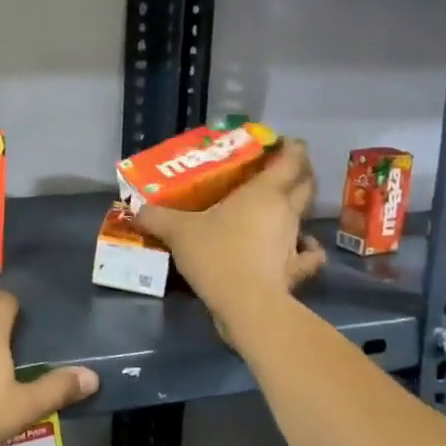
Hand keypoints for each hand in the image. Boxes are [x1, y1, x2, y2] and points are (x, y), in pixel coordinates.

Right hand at [133, 138, 325, 316]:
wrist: (247, 304)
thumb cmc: (217, 254)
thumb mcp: (177, 231)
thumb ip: (157, 216)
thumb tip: (137, 207)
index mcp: (263, 192)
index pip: (290, 159)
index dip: (290, 146)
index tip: (279, 141)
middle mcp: (286, 211)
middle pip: (305, 183)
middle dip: (299, 172)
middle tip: (278, 169)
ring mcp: (295, 241)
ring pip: (305, 216)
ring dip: (296, 207)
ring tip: (277, 207)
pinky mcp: (296, 271)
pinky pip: (309, 254)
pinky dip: (307, 249)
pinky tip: (297, 249)